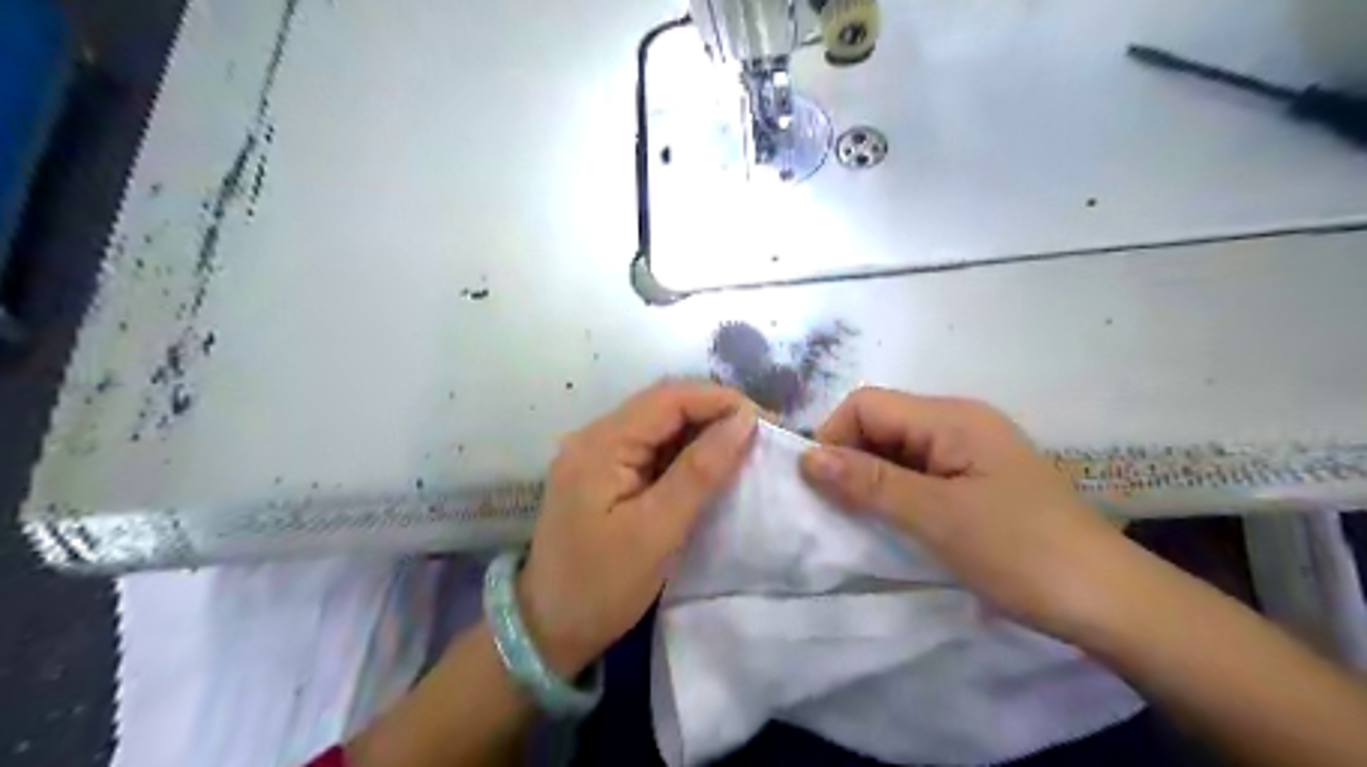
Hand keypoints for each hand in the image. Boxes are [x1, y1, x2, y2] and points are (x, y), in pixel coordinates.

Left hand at [516, 380, 758, 673]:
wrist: (548, 629)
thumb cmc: (602, 586)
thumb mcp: (657, 532)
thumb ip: (700, 472)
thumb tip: (743, 422)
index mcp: (601, 444)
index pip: (669, 398)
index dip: (720, 400)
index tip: (766, 421)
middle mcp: (595, 436)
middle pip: (663, 404)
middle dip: (715, 411)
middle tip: (761, 433)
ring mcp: (597, 453)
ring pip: (659, 423)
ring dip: (702, 429)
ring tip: (745, 446)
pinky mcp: (603, 472)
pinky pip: (651, 446)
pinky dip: (685, 449)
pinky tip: (710, 463)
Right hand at [802, 389, 1132, 633]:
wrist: (1108, 600)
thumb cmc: (1021, 552)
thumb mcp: (936, 517)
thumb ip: (869, 482)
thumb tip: (806, 457)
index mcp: (952, 417)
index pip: (866, 404)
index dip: (834, 437)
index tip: (823, 487)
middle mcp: (959, 421)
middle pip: (881, 422)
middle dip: (851, 458)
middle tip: (842, 509)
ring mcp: (970, 449)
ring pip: (897, 448)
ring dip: (872, 477)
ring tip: (866, 519)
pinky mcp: (977, 477)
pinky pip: (919, 470)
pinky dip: (896, 490)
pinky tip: (896, 521)